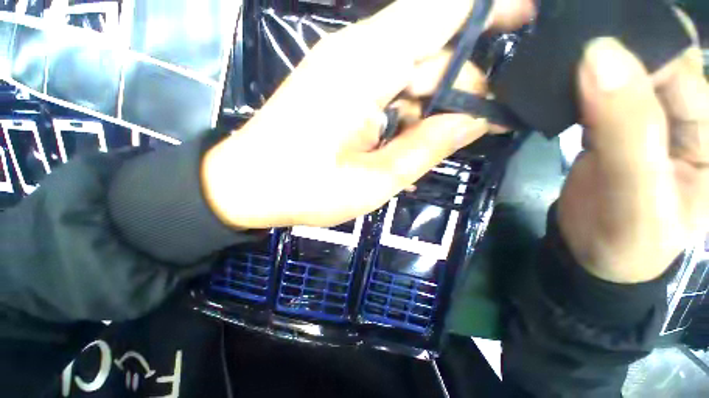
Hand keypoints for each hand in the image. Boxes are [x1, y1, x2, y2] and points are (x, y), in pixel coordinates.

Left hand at [202, 0, 534, 228]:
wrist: (249, 186)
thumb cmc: (305, 190)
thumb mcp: (374, 181)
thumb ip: (426, 146)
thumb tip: (474, 118)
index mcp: (366, 66)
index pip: (442, 10)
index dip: (491, 9)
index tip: (530, 23)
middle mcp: (356, 54)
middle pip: (432, 45)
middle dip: (468, 76)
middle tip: (496, 114)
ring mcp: (344, 72)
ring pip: (411, 69)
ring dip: (440, 97)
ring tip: (462, 129)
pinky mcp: (337, 91)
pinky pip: (389, 87)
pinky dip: (413, 107)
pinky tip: (421, 133)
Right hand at [559, 16, 707, 282]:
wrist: (592, 254)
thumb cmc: (624, 238)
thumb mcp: (634, 193)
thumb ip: (625, 129)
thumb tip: (599, 56)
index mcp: (707, 129)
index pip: (680, 64)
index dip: (639, 44)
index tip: (587, 35)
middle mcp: (681, 114)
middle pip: (648, 62)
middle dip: (608, 49)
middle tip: (561, 42)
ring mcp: (642, 119)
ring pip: (617, 75)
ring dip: (585, 66)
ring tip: (550, 59)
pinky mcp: (608, 127)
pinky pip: (592, 96)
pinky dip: (571, 87)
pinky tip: (551, 84)